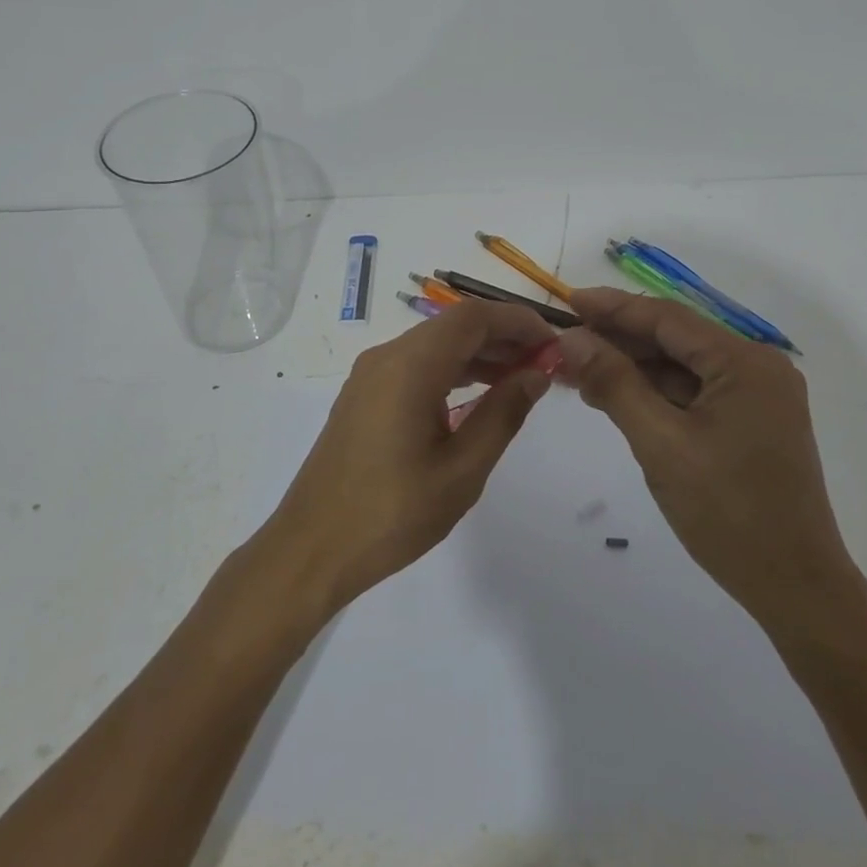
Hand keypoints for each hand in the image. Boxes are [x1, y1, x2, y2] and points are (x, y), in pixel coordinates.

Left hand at [261, 299, 557, 615]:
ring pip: (435, 344)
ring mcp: (371, 375)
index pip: (473, 317)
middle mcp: (387, 356)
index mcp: (409, 365)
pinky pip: (416, 365)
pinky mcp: (364, 395)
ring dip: (479, 353)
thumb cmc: (391, 514)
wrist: (311, 549)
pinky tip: (478, 394)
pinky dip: (452, 369)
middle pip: (454, 326)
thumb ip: (503, 414)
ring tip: (521, 378)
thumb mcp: (461, 470)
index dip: (517, 321)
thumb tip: (536, 374)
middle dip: (502, 336)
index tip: (555, 343)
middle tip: (545, 363)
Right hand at [556, 288, 863, 627]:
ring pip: (683, 367)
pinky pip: (695, 393)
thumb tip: (571, 339)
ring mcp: (758, 397)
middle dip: (619, 341)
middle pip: (675, 340)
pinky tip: (616, 397)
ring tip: (579, 371)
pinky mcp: (752, 423)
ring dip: (633, 369)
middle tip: (565, 343)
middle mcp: (757, 368)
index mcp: (745, 363)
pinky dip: (656, 393)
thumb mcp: (661, 444)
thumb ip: (615, 384)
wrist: (796, 590)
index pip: (667, 318)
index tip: (568, 301)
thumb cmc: (728, 514)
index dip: (614, 308)